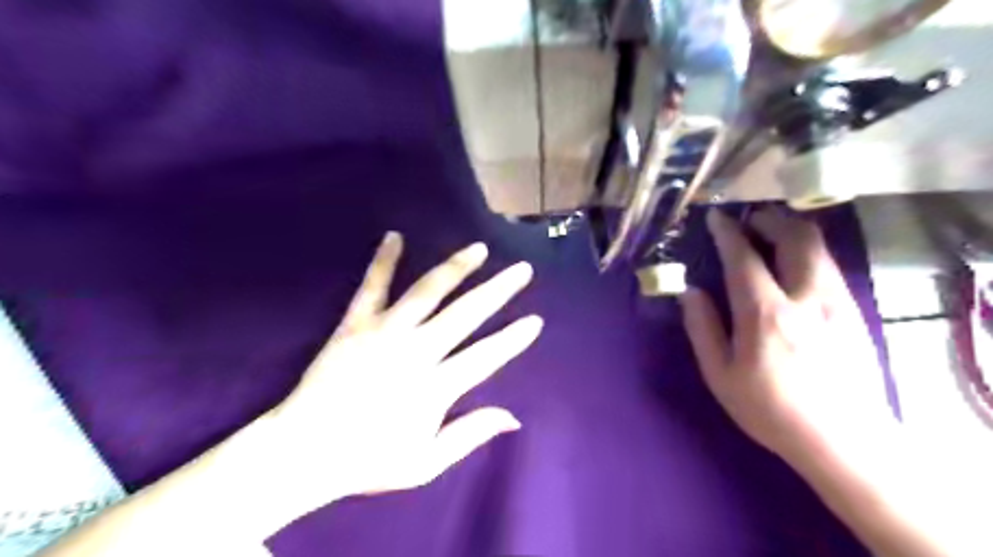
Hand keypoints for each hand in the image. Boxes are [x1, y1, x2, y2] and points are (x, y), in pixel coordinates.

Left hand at [268, 233, 538, 510]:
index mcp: (435, 387)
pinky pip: (372, 286)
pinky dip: (384, 261)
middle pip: (466, 314)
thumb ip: (470, 435)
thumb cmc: (368, 460)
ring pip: (428, 292)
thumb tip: (514, 418)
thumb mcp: (426, 463)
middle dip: (498, 291)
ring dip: (456, 268)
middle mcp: (416, 351)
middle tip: (522, 270)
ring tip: (479, 249)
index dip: (513, 338)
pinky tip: (395, 237)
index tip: (535, 320)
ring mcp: (384, 332)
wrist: (303, 451)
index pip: (486, 356)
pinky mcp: (355, 323)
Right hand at [680, 210, 896, 464]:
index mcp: (765, 314)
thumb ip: (702, 328)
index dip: (727, 233)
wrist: (845, 441)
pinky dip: (808, 252)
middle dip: (770, 220)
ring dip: (792, 231)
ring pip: (818, 248)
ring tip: (771, 232)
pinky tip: (794, 264)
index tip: (716, 218)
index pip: (744, 258)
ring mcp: (837, 302)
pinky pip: (829, 266)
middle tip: (749, 219)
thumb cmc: (771, 410)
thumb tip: (689, 291)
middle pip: (795, 238)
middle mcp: (806, 298)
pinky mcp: (855, 312)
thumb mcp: (720, 375)